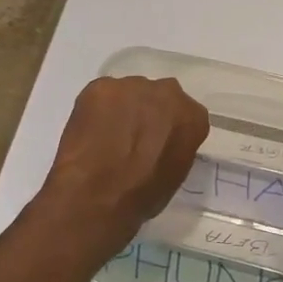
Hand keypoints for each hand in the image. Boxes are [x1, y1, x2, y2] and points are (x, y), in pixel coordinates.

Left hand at [39, 76, 208, 242]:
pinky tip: (89, 132)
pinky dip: (96, 110)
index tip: (157, 143)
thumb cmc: (142, 195)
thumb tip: (162, 144)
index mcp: (193, 117)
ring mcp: (133, 86)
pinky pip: (101, 95)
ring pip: (129, 93)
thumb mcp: (175, 175)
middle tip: (133, 138)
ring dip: (122, 110)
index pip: (186, 115)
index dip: (169, 129)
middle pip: (159, 96)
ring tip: (106, 137)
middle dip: (148, 112)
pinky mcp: (101, 87)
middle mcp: (168, 92)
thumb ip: (175, 147)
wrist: (97, 194)